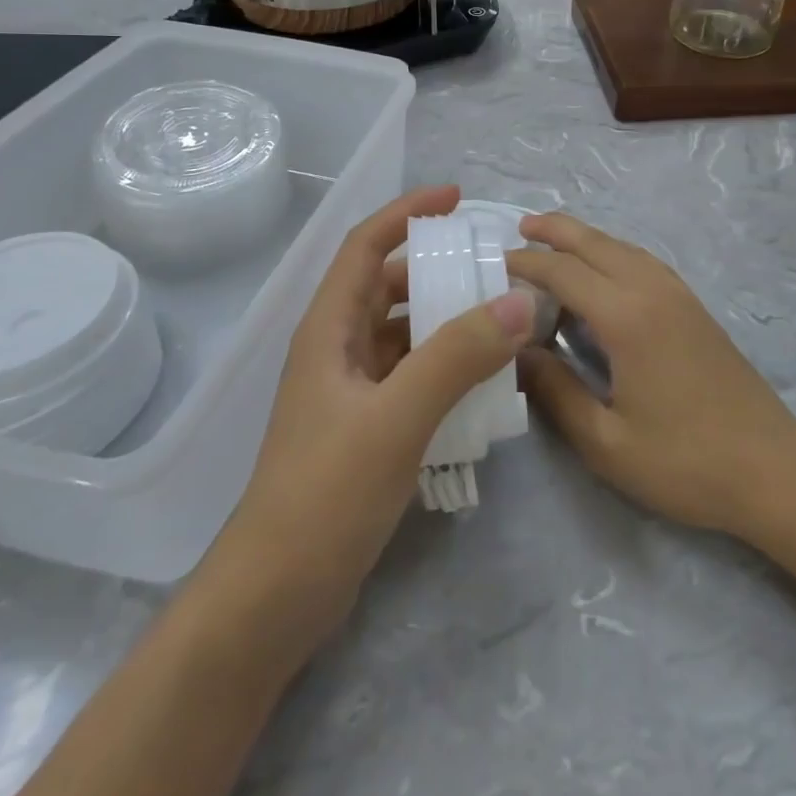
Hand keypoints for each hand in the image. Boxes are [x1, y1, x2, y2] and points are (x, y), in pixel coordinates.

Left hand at [225, 185, 534, 637]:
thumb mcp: (397, 418)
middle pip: (387, 287)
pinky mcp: (364, 429)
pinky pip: (410, 376)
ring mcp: (349, 392)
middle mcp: (336, 349)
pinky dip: (444, 367)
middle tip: (492, 268)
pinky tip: (481, 382)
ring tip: (499, 319)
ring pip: (403, 334)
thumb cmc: (325, 493)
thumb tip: (520, 301)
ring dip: (445, 321)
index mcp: (329, 328)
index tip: (455, 198)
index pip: (365, 246)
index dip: (405, 213)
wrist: (275, 597)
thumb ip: (457, 356)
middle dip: (436, 270)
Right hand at [506, 213, 795, 538]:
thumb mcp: (607, 442)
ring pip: (623, 247)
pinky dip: (613, 252)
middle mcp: (652, 291)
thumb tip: (518, 353)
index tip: (493, 263)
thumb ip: (556, 392)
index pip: (564, 271)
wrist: (773, 468)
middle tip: (519, 226)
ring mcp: (678, 295)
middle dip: (555, 230)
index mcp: (627, 317)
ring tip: (554, 240)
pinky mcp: (694, 307)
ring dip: (585, 238)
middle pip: (595, 243)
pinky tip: (605, 270)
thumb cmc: (685, 461)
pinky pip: (644, 261)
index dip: (526, 263)